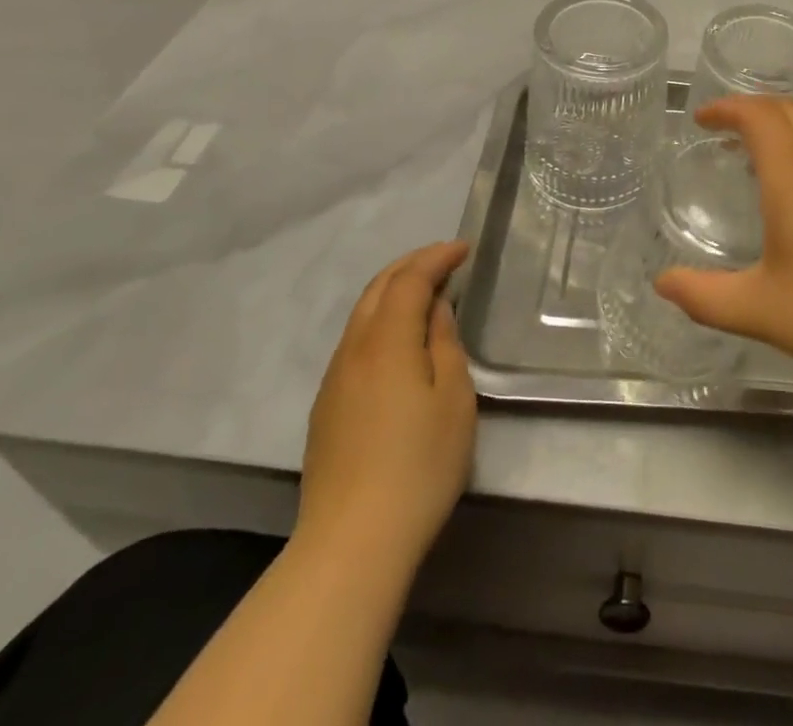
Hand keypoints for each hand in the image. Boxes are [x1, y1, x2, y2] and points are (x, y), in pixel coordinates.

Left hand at [297, 241, 476, 573]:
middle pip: (377, 288)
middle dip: (411, 265)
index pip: (409, 280)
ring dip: (393, 291)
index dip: (437, 257)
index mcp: (386, 342)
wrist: (352, 543)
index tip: (466, 248)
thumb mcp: (453, 398)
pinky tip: (399, 339)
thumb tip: (436, 310)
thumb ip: (444, 343)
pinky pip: (354, 342)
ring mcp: (333, 381)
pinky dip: (380, 320)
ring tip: (427, 293)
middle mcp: (352, 351)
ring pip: (361, 315)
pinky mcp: (326, 408)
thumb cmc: (419, 465)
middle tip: (446, 259)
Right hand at [655, 98, 792, 398]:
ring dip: (785, 126)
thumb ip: (703, 296)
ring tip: (762, 154)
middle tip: (725, 129)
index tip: (702, 119)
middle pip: (790, 111)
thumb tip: (662, 283)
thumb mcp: (756, 310)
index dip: (727, 107)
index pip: (759, 115)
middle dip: (753, 109)